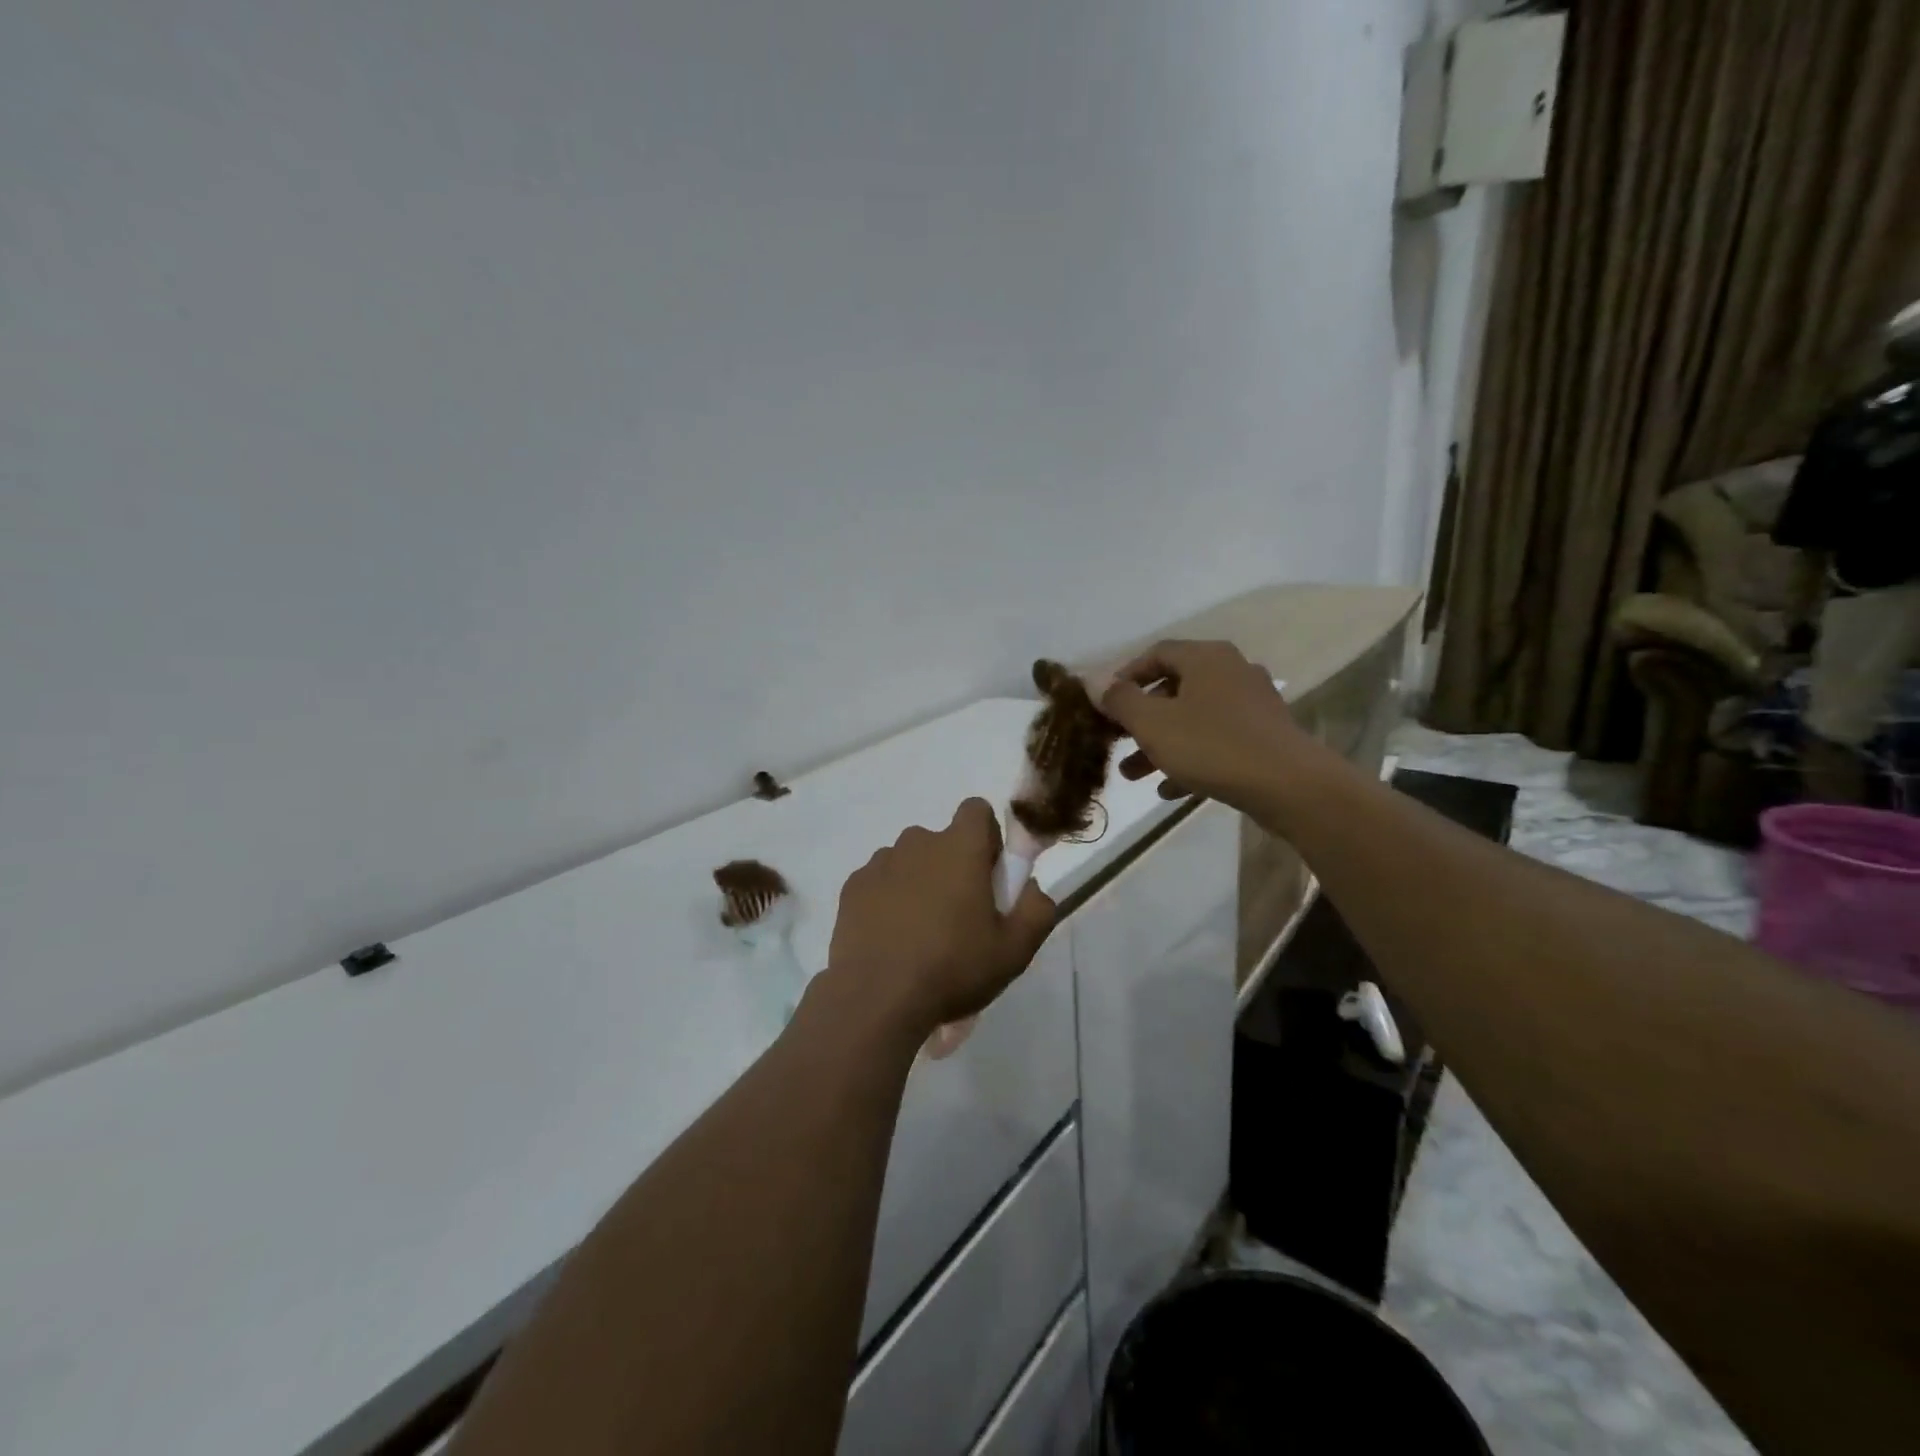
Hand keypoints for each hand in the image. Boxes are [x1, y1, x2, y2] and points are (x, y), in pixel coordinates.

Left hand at [825, 799, 1056, 1038]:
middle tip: (958, 917)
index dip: (987, 838)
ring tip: (920, 935)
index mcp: (960, 848)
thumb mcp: (1014, 951)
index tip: (988, 876)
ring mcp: (880, 863)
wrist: (876, 999)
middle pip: (942, 841)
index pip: (977, 810)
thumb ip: (1036, 910)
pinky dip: (888, 900)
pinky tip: (891, 939)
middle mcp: (918, 842)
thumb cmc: (952, 968)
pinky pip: (880, 882)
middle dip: (952, 867)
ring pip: (909, 862)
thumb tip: (1032, 888)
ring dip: (919, 883)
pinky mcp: (853, 887)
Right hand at [1098, 639, 1312, 811]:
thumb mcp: (1153, 723)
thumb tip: (1096, 683)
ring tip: (1134, 775)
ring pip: (1192, 719)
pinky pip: (1216, 741)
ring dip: (1160, 744)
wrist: (1289, 786)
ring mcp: (1251, 704)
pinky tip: (1170, 790)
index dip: (1125, 676)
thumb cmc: (1212, 746)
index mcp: (1206, 658)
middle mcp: (1231, 671)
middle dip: (1140, 720)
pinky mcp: (1263, 736)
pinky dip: (1191, 759)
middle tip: (1117, 743)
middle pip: (1173, 689)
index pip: (1156, 654)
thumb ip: (1120, 701)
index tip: (1104, 704)